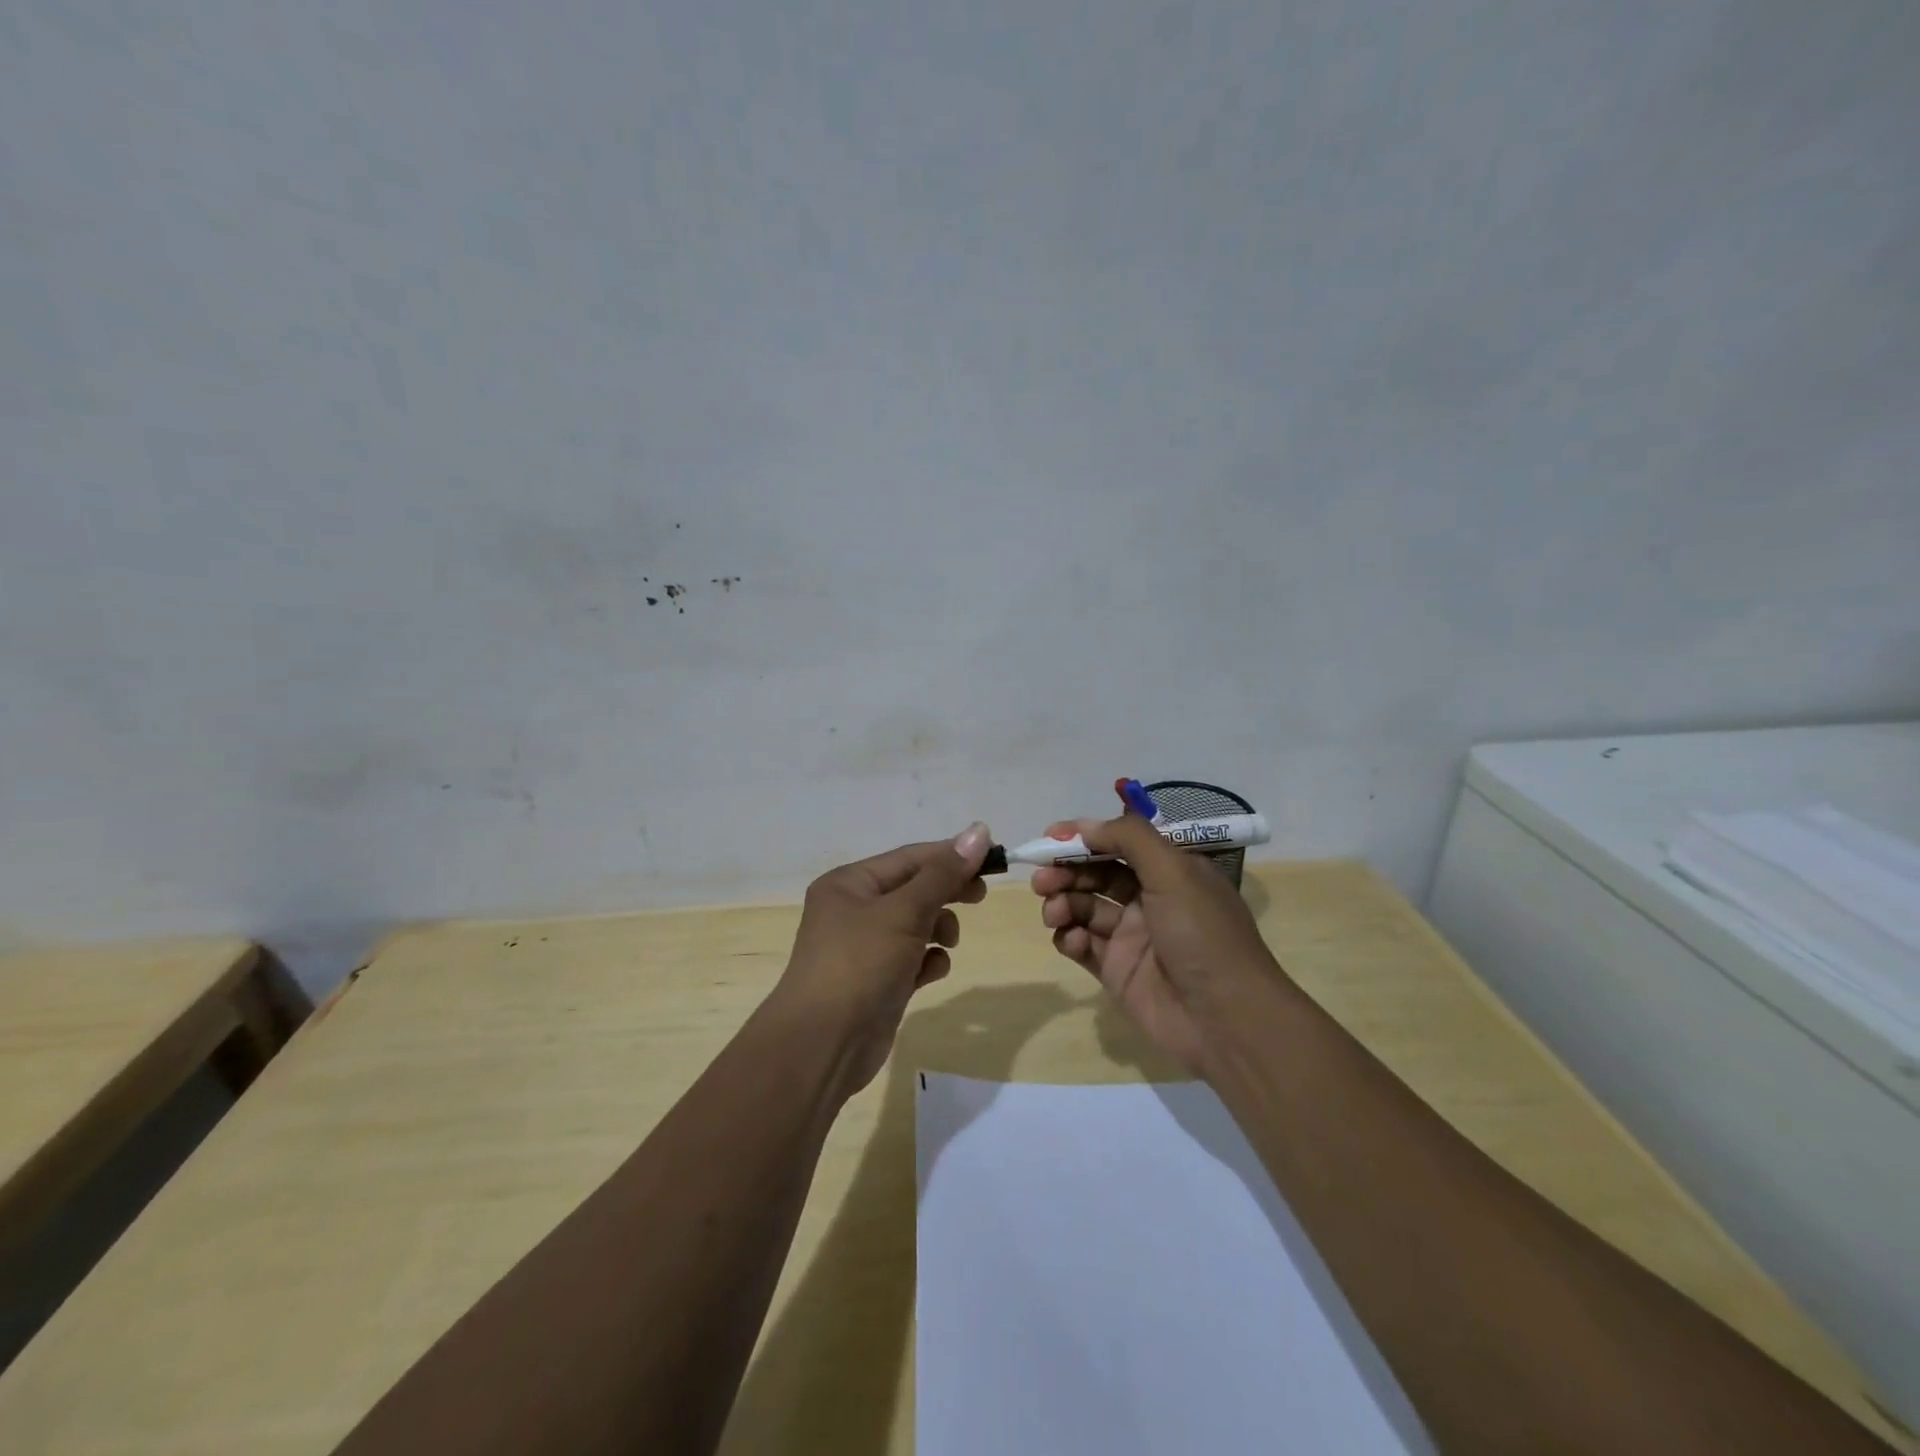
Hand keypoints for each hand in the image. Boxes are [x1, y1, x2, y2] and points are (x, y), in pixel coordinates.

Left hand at [772, 823, 993, 1094]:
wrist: (823, 1045)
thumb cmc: (860, 964)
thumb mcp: (904, 912)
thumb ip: (943, 874)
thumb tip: (979, 830)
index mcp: (849, 883)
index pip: (909, 857)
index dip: (951, 855)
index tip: (992, 858)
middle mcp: (853, 909)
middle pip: (913, 888)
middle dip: (947, 891)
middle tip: (981, 895)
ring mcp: (864, 947)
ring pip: (915, 923)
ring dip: (938, 928)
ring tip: (948, 942)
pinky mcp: (876, 981)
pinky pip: (911, 958)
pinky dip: (927, 961)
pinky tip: (932, 972)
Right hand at [1033, 813, 1280, 1072]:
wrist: (1226, 1019)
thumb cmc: (1202, 934)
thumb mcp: (1174, 871)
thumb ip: (1128, 838)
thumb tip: (1084, 826)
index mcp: (1170, 871)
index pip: (1119, 842)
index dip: (1084, 837)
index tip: (1050, 837)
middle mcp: (1150, 899)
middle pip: (1096, 874)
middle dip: (1066, 871)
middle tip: (1042, 879)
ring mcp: (1131, 936)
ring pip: (1083, 907)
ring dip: (1062, 903)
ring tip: (1053, 912)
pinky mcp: (1115, 970)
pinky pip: (1081, 944)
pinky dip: (1068, 937)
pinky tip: (1070, 940)